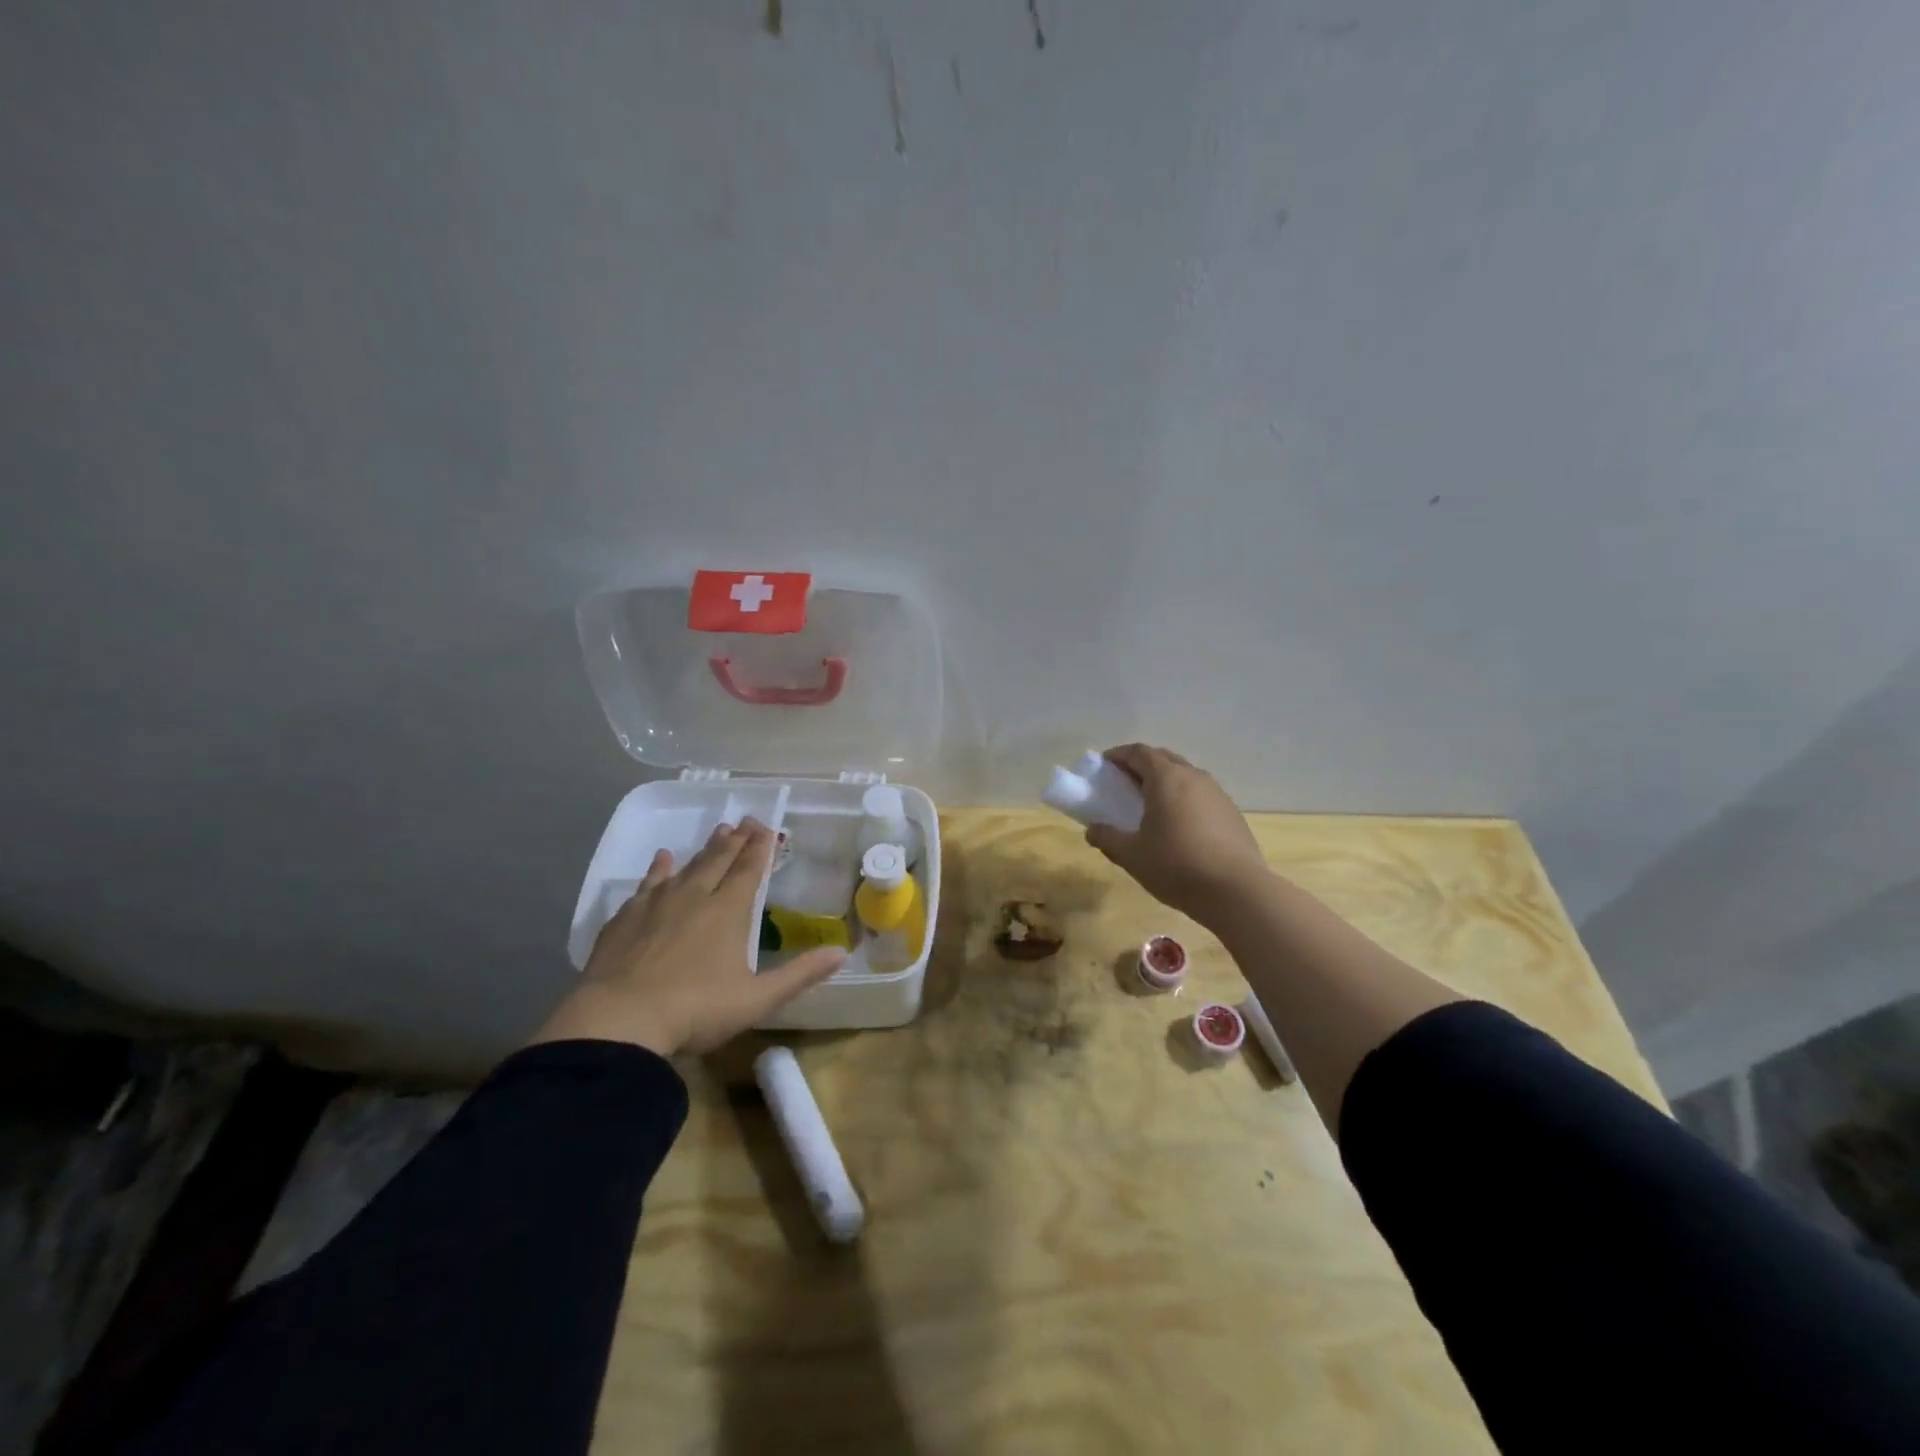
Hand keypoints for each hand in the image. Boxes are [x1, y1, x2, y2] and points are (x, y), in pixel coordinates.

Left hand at [529, 820, 844, 1056]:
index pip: (749, 870)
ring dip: (704, 849)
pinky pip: (647, 884)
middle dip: (735, 840)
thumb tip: (842, 952)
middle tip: (745, 821)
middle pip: (718, 860)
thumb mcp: (757, 999)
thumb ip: (800, 974)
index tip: (767, 828)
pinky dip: (658, 869)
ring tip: (716, 832)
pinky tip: (661, 859)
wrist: (618, 1022)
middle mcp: (694, 897)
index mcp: (728, 912)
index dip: (760, 848)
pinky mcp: (625, 918)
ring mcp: (656, 905)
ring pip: (686, 867)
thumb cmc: (695, 1010)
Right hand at [1085, 744, 1269, 923]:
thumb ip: (1108, 838)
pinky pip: (1201, 795)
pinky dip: (1184, 799)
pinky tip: (1179, 825)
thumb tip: (1092, 830)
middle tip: (1124, 783)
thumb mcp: (1132, 855)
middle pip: (1164, 758)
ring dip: (1165, 781)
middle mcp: (1193, 776)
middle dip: (1142, 765)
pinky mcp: (1232, 813)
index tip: (1104, 765)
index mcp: (1166, 778)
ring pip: (1185, 775)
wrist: (1236, 891)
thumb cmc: (1176, 866)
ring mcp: (1217, 793)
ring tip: (1151, 804)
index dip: (1118, 755)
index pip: (1139, 752)